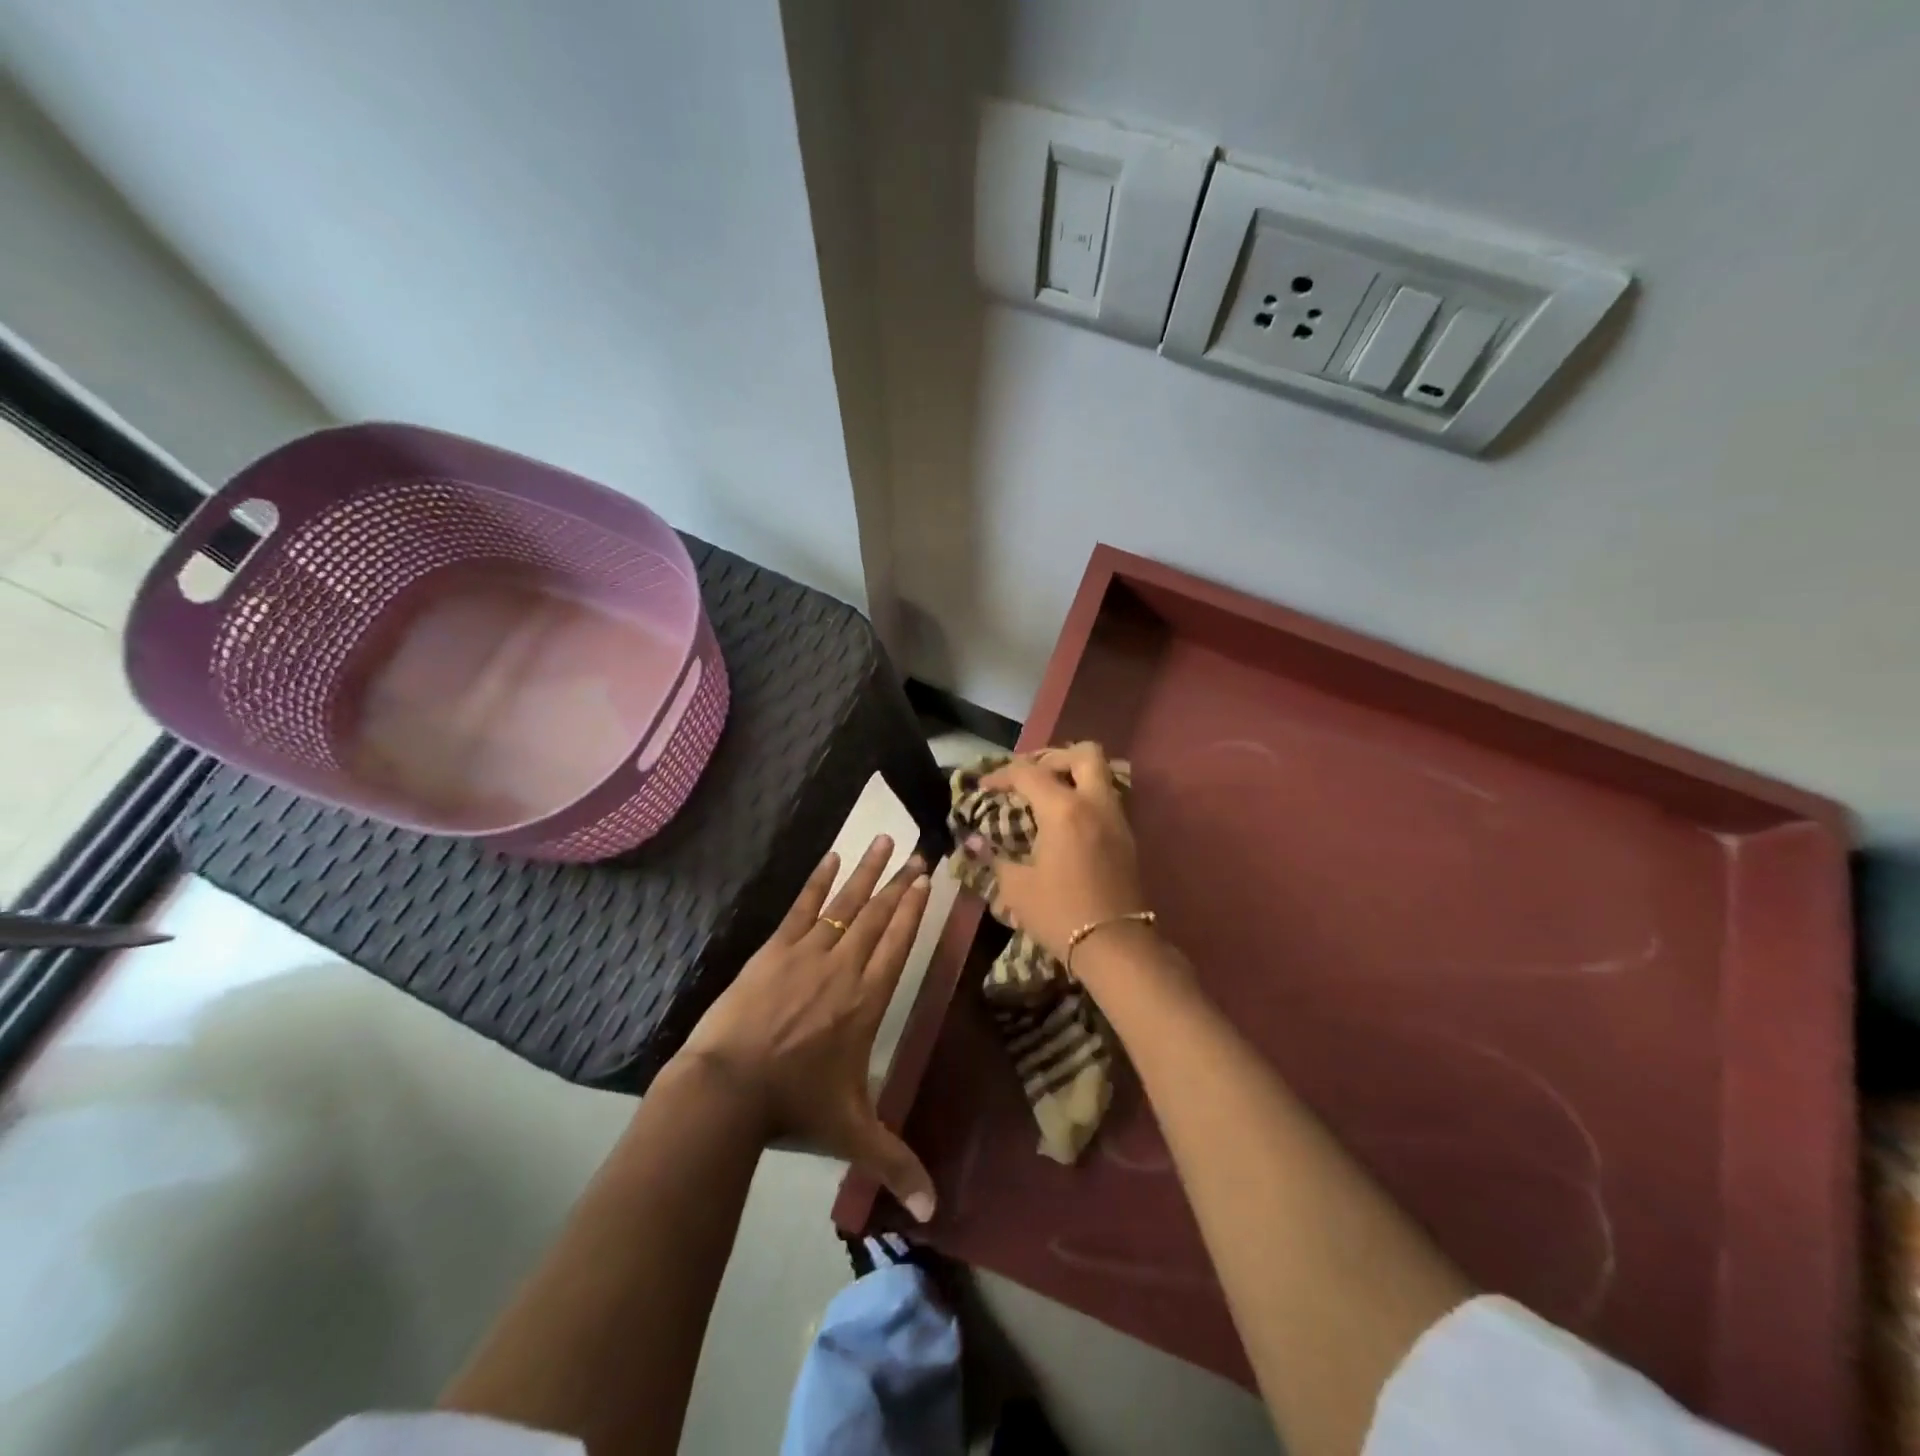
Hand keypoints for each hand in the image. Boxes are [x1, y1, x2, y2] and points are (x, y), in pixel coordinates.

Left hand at [676, 834, 937, 1221]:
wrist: (728, 1087)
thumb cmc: (795, 1105)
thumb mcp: (853, 1133)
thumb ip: (896, 1163)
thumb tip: (931, 1213)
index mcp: (868, 1001)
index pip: (898, 944)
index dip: (913, 911)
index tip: (925, 880)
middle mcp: (845, 967)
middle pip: (879, 916)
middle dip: (900, 883)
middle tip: (917, 853)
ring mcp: (808, 952)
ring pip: (846, 903)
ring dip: (866, 871)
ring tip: (883, 839)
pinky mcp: (775, 949)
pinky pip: (802, 906)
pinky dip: (819, 881)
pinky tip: (831, 858)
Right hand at [966, 743, 1149, 967]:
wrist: (1114, 946)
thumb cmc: (1060, 913)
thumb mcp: (1016, 887)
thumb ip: (995, 856)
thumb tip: (974, 841)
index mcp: (1064, 809)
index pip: (1029, 772)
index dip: (1001, 775)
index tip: (984, 786)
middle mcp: (1095, 803)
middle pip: (1083, 754)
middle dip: (1053, 757)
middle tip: (1030, 777)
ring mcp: (1116, 819)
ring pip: (1100, 775)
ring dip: (1073, 775)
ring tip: (1046, 797)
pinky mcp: (1127, 837)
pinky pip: (1106, 799)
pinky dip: (1084, 797)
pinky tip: (1065, 822)